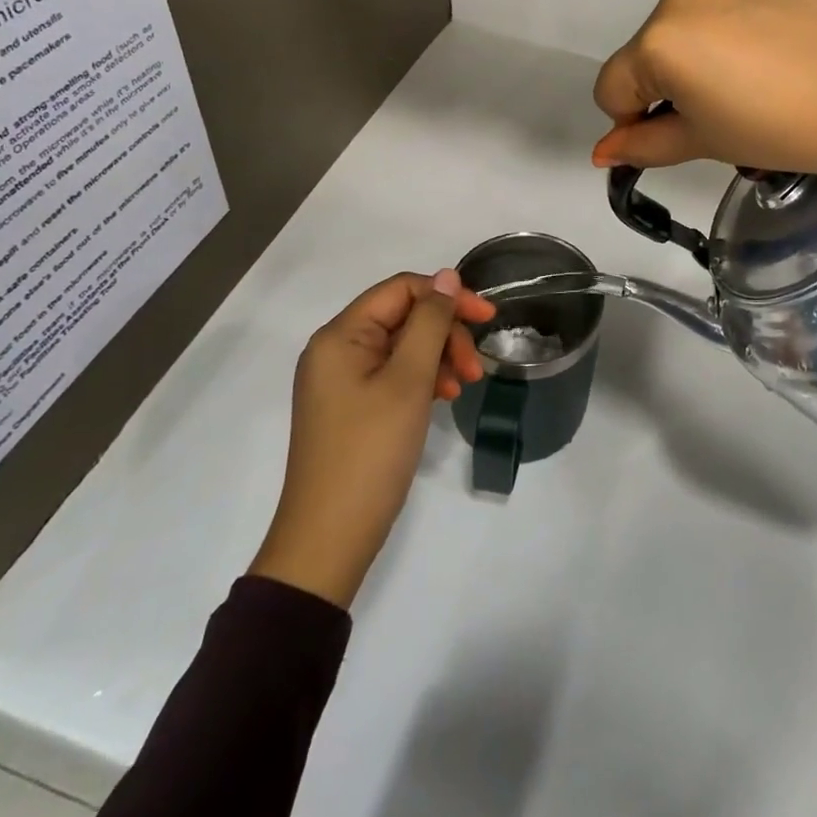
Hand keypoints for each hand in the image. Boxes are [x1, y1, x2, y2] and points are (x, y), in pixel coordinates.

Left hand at [249, 270, 493, 608]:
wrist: (329, 540)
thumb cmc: (370, 452)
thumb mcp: (408, 380)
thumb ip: (430, 321)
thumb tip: (446, 276)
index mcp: (341, 335)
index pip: (402, 289)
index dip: (448, 296)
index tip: (488, 320)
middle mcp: (336, 350)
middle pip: (404, 317)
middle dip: (445, 334)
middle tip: (476, 368)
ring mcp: (342, 380)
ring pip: (403, 347)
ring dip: (439, 357)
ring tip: (465, 386)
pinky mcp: (352, 406)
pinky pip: (394, 374)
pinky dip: (423, 380)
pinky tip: (444, 398)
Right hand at [592, 0, 816, 182]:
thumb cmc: (790, 129)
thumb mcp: (710, 143)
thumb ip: (648, 144)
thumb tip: (604, 152)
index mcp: (659, 41)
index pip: (612, 88)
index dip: (633, 122)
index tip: (675, 139)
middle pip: (649, 53)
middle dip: (670, 87)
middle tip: (725, 116)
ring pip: (690, 28)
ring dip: (703, 59)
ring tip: (762, 85)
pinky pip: (731, 7)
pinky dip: (739, 34)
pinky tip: (785, 56)